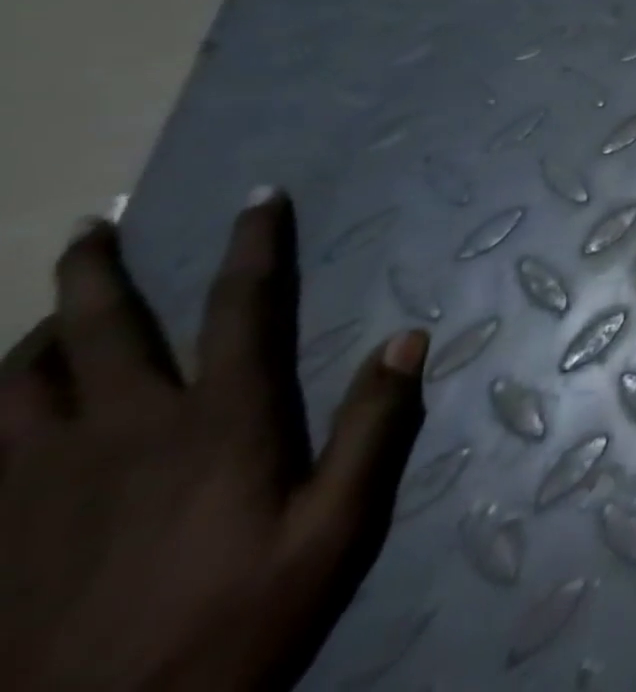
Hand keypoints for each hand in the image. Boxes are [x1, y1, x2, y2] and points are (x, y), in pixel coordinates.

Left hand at [0, 193, 427, 691]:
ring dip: (37, 330)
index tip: (260, 197)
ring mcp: (38, 482)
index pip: (240, 306)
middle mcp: (123, 431)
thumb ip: (371, 429)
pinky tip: (2, 397)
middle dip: (97, 269)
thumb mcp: (331, 533)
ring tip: (52, 305)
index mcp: (215, 423)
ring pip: (17, 381)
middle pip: (100, 330)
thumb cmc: (228, 624)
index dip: (254, 244)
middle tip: (94, 223)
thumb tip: (409, 338)